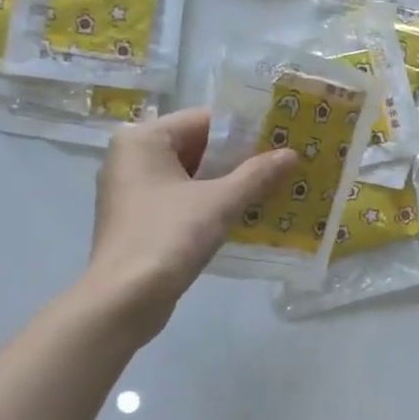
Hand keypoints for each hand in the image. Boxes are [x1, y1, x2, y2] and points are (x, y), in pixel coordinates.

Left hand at [84, 109, 296, 338]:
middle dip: (239, 159)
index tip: (280, 141)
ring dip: (227, 183)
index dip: (245, 131)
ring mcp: (131, 190)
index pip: (204, 120)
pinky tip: (243, 215)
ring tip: (271, 189)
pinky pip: (181, 199)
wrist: (126, 299)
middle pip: (197, 147)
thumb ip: (257, 174)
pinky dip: (209, 203)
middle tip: (282, 166)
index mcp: (143, 139)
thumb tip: (292, 154)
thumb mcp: (221, 202)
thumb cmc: (169, 237)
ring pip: (190, 175)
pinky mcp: (138, 219)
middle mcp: (131, 157)